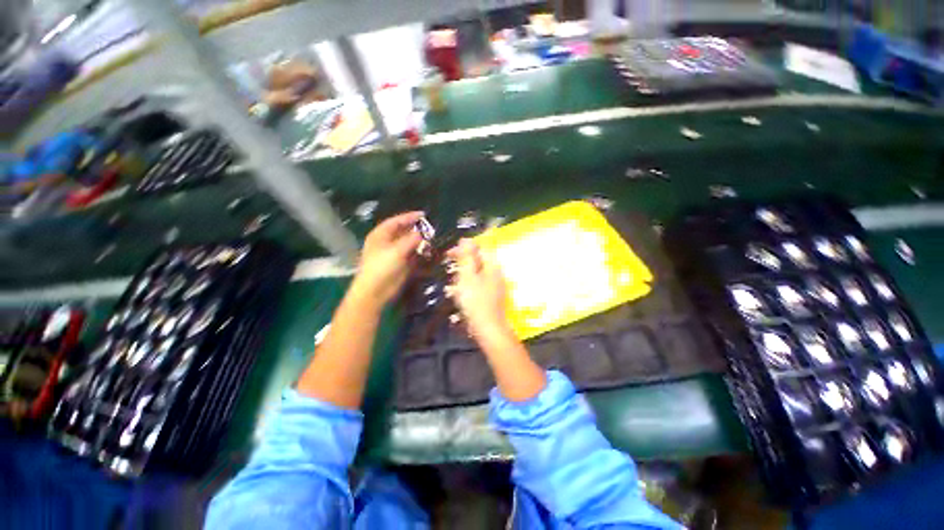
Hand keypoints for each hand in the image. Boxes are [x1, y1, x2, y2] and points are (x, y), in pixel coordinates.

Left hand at [351, 211, 423, 306]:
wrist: (375, 291)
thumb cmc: (382, 267)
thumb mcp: (397, 250)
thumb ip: (411, 240)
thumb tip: (422, 233)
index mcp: (381, 235)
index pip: (396, 221)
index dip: (409, 217)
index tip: (423, 214)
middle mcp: (387, 242)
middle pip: (403, 231)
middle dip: (416, 229)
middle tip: (430, 227)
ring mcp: (393, 253)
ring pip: (408, 243)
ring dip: (419, 241)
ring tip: (432, 238)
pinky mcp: (400, 264)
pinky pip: (411, 255)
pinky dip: (419, 252)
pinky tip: (428, 251)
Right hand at [447, 239, 512, 342]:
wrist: (488, 328)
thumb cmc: (475, 301)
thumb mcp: (468, 276)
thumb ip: (468, 257)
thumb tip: (466, 240)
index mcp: (492, 265)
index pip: (479, 248)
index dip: (463, 248)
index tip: (448, 254)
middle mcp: (497, 272)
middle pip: (479, 260)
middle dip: (463, 261)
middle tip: (449, 267)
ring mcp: (496, 284)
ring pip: (478, 272)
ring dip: (465, 274)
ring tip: (453, 282)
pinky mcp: (493, 295)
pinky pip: (480, 283)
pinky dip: (470, 284)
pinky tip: (462, 293)